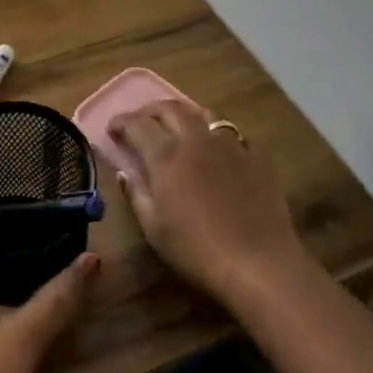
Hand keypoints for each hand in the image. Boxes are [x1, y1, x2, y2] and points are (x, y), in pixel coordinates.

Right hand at [108, 99, 309, 307]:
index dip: (121, 121)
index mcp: (166, 155)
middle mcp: (196, 140)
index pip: (137, 124)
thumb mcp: (154, 229)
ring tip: (177, 126)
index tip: (112, 128)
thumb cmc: (197, 250)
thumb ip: (136, 194)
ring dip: (184, 114)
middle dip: (150, 110)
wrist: (260, 264)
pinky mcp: (256, 158)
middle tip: (140, 121)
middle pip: (170, 108)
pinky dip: (216, 134)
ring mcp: (230, 145)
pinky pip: (232, 133)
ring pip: (203, 114)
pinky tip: (216, 148)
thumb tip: (125, 172)